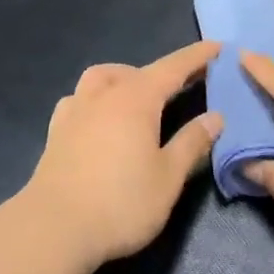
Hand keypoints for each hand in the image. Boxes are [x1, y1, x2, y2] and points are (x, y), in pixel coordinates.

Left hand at [22, 41, 224, 268]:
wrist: (54, 228)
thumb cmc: (121, 202)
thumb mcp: (168, 177)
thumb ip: (192, 143)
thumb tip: (215, 117)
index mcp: (136, 99)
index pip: (173, 68)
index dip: (197, 57)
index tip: (218, 46)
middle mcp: (104, 94)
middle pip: (137, 71)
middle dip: (163, 72)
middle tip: (184, 83)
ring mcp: (75, 109)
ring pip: (102, 77)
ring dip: (125, 78)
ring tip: (139, 95)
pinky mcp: (56, 130)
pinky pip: (79, 98)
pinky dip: (96, 98)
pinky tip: (99, 117)